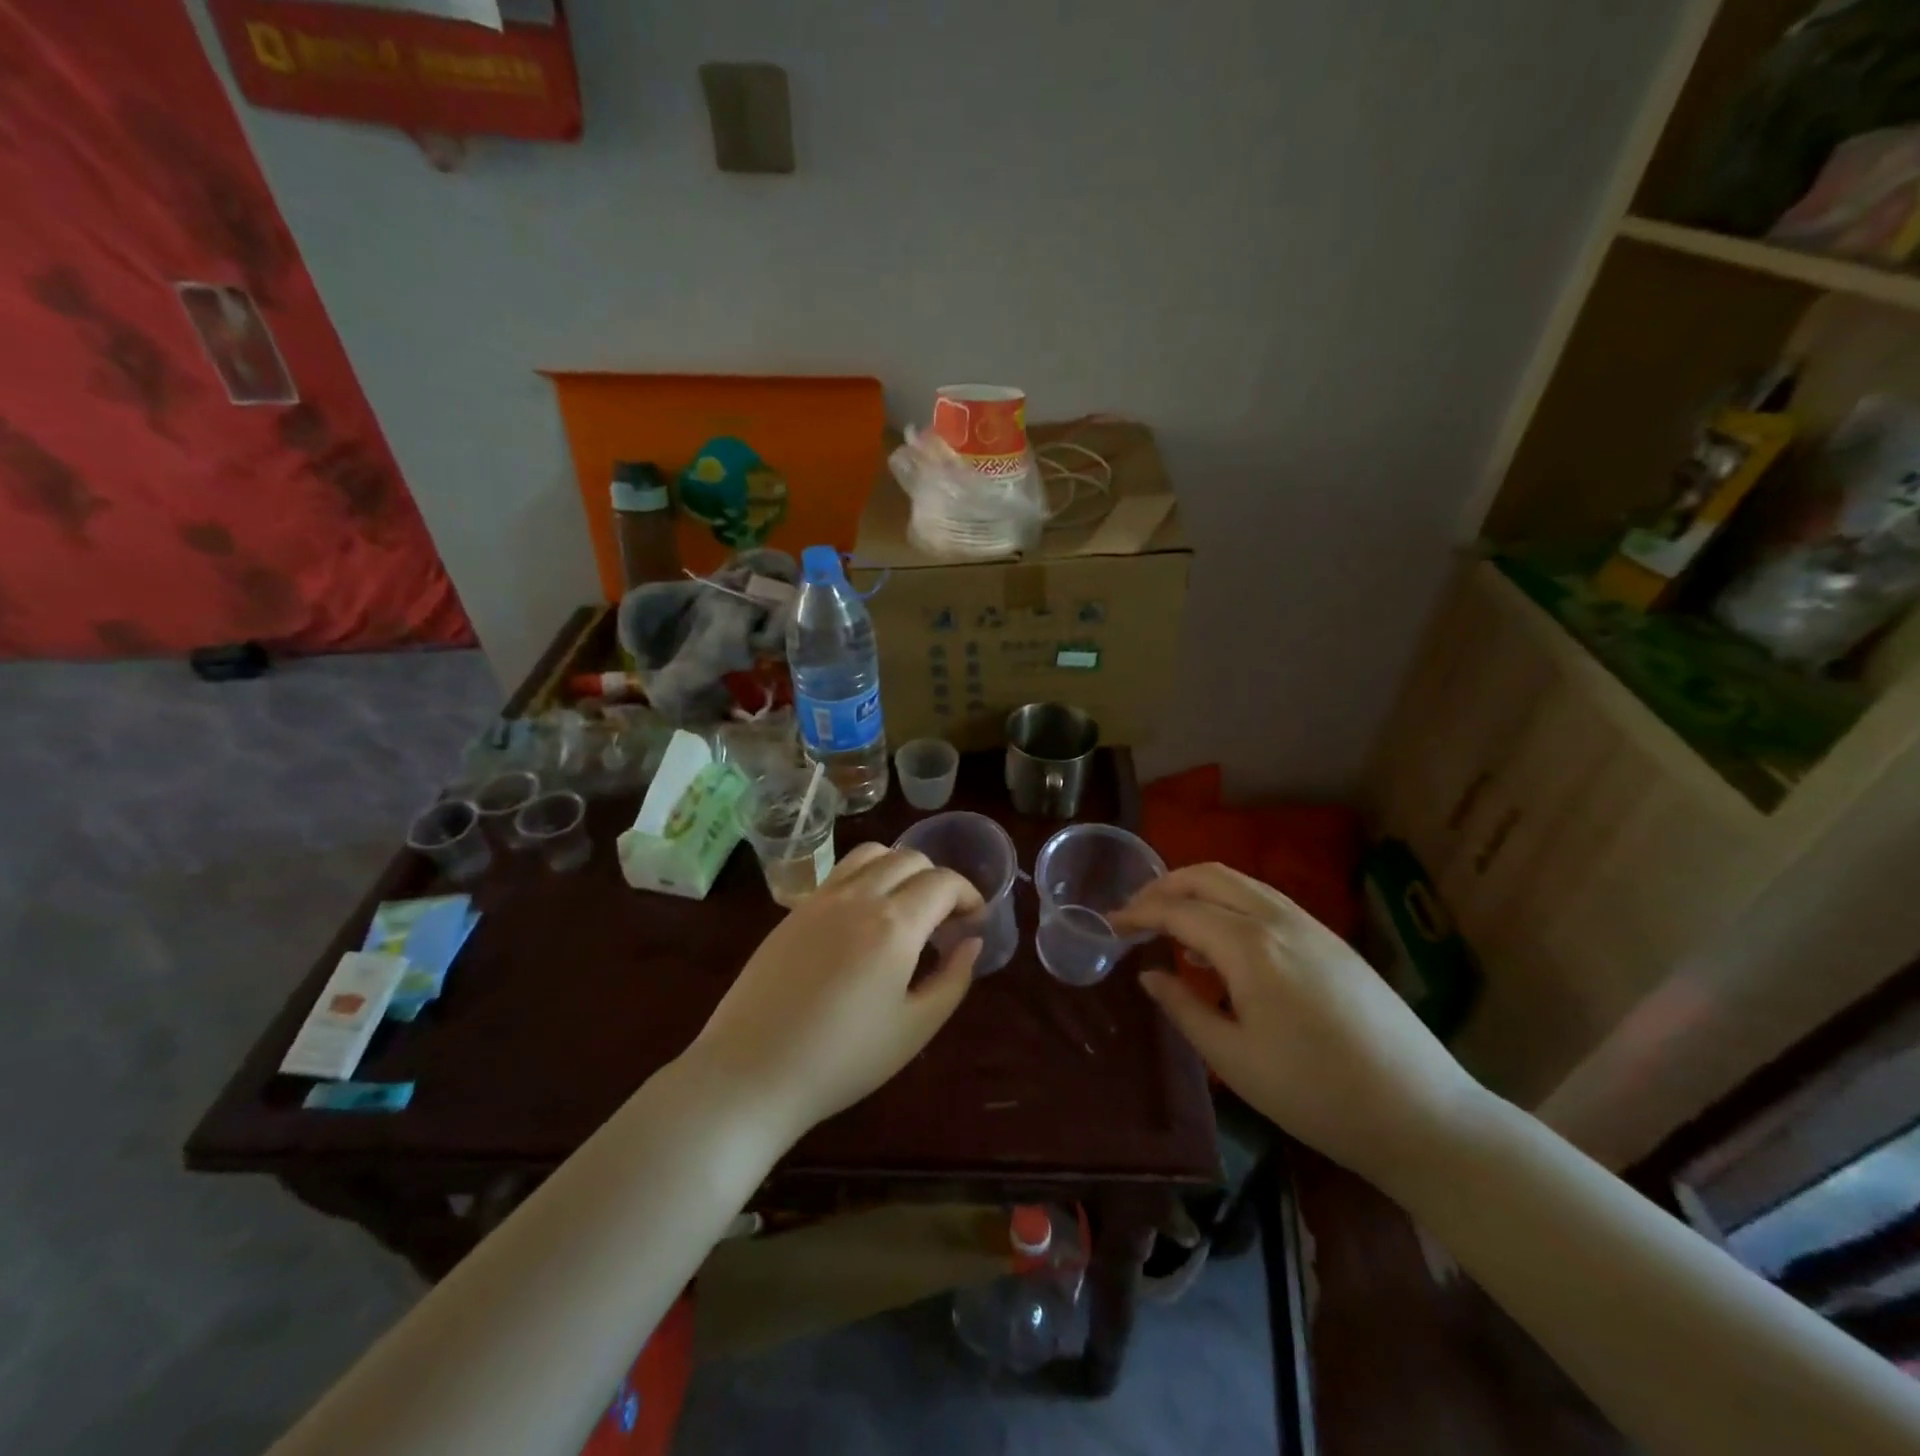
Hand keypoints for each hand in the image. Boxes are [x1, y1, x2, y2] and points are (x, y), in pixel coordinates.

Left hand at [685, 842, 983, 1144]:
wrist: (751, 1072)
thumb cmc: (843, 1059)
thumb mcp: (915, 1028)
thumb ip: (953, 979)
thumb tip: (971, 943)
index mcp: (894, 924)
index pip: (944, 882)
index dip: (970, 896)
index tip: (975, 922)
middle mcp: (859, 896)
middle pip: (911, 858)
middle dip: (939, 881)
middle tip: (945, 921)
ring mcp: (821, 898)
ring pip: (873, 853)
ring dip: (901, 868)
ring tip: (906, 908)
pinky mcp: (794, 910)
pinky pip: (841, 872)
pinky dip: (868, 877)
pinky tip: (865, 919)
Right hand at [1112, 863, 1485, 1185]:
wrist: (1422, 1114)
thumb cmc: (1316, 1094)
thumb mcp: (1234, 1060)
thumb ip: (1183, 1008)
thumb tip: (1149, 975)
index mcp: (1249, 946)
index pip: (1178, 911)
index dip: (1138, 914)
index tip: (1109, 925)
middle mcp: (1278, 920)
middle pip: (1209, 876)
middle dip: (1165, 886)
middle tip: (1136, 913)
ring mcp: (1311, 925)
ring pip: (1241, 882)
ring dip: (1199, 890)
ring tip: (1173, 923)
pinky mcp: (1332, 940)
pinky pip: (1267, 901)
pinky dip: (1231, 903)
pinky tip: (1225, 943)